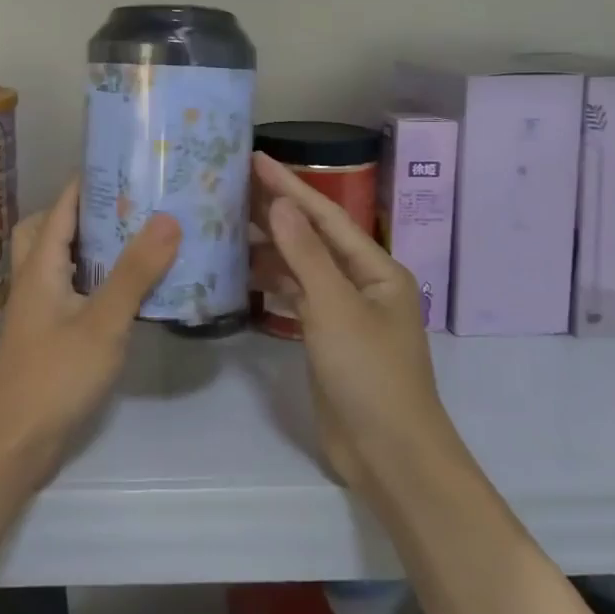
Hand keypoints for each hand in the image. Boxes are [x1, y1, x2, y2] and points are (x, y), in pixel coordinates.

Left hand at [0, 178, 181, 488]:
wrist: (12, 445)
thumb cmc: (55, 376)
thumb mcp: (103, 322)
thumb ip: (135, 272)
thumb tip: (167, 218)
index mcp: (40, 265)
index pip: (62, 206)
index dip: (89, 181)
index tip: (128, 164)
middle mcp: (34, 279)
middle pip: (50, 228)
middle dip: (85, 211)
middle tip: (129, 207)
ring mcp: (38, 309)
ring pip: (59, 261)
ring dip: (89, 246)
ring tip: (134, 241)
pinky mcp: (47, 335)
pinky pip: (69, 290)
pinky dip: (92, 279)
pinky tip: (124, 293)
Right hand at [250, 152, 459, 494]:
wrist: (389, 455)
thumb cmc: (370, 374)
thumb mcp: (335, 308)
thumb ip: (305, 254)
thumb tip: (278, 203)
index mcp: (376, 268)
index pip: (325, 215)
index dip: (289, 185)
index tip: (254, 158)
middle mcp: (361, 283)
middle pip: (312, 237)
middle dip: (274, 212)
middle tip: (229, 186)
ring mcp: (343, 312)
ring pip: (300, 268)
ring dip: (268, 248)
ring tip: (225, 225)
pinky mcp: (325, 339)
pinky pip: (295, 298)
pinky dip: (270, 284)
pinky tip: (241, 274)